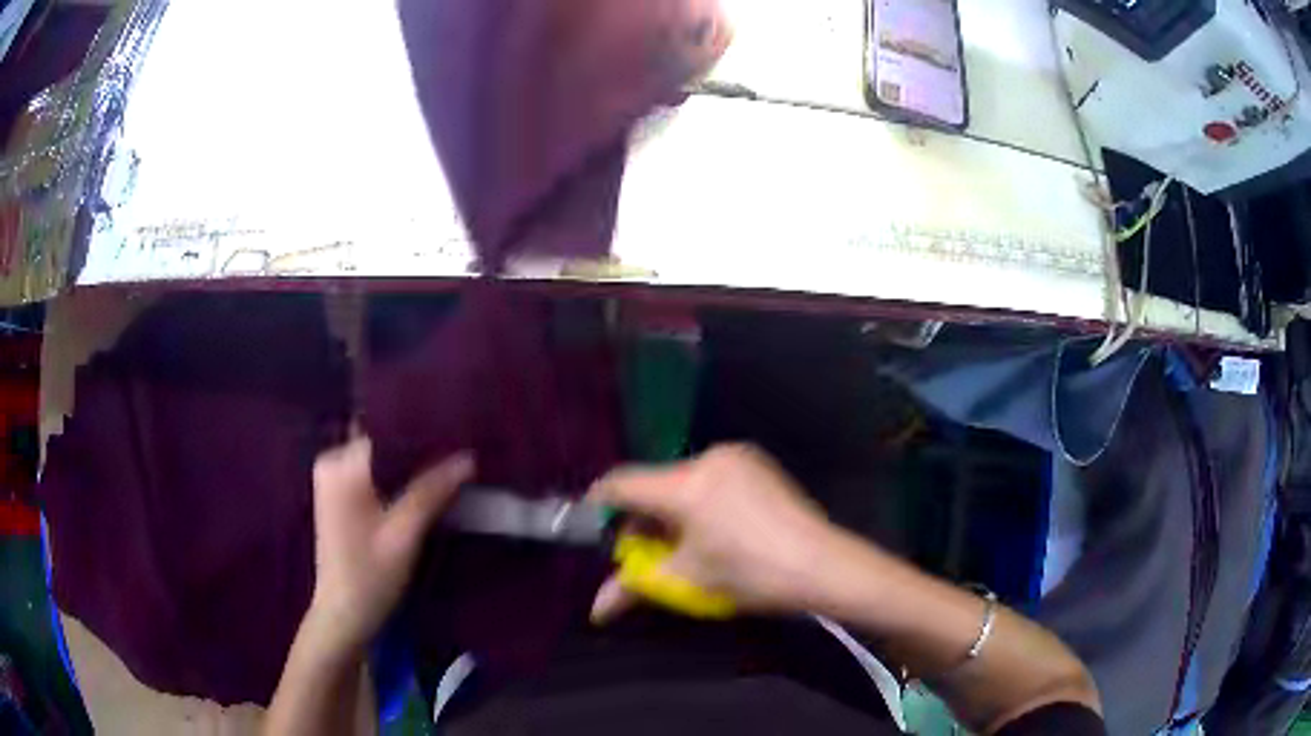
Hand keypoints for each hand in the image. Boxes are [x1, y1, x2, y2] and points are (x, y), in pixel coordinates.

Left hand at [306, 437, 473, 652]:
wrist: (344, 616)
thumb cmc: (370, 577)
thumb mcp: (404, 535)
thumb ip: (432, 492)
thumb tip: (468, 457)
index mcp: (340, 466)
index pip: (387, 431)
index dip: (423, 433)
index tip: (459, 433)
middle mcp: (331, 462)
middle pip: (383, 443)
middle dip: (419, 449)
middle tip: (461, 449)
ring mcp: (333, 479)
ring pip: (381, 459)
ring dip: (411, 465)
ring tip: (450, 464)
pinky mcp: (340, 495)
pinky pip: (374, 474)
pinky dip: (398, 479)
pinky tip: (425, 485)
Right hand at [586, 444, 836, 622]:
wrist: (822, 565)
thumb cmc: (751, 576)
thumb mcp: (689, 581)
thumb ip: (634, 588)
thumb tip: (596, 611)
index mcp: (685, 486)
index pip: (623, 483)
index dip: (601, 504)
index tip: (593, 525)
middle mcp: (707, 458)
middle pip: (655, 483)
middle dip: (643, 516)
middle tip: (646, 549)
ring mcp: (737, 456)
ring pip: (683, 479)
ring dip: (672, 508)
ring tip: (686, 542)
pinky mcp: (758, 461)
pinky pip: (711, 475)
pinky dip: (700, 497)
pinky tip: (716, 526)